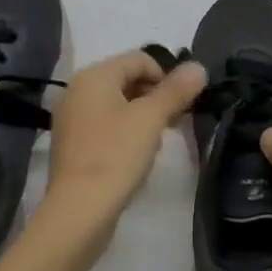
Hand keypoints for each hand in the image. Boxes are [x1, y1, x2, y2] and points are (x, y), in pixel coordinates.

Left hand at [44, 50, 208, 235]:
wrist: (79, 211)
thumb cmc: (116, 156)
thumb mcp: (151, 119)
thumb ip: (176, 90)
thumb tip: (198, 66)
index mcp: (94, 76)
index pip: (139, 59)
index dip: (167, 76)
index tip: (183, 103)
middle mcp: (78, 91)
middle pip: (127, 80)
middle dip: (156, 96)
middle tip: (176, 122)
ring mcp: (72, 119)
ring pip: (118, 105)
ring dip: (144, 116)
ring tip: (158, 141)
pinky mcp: (74, 145)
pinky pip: (106, 126)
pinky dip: (126, 133)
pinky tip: (137, 156)